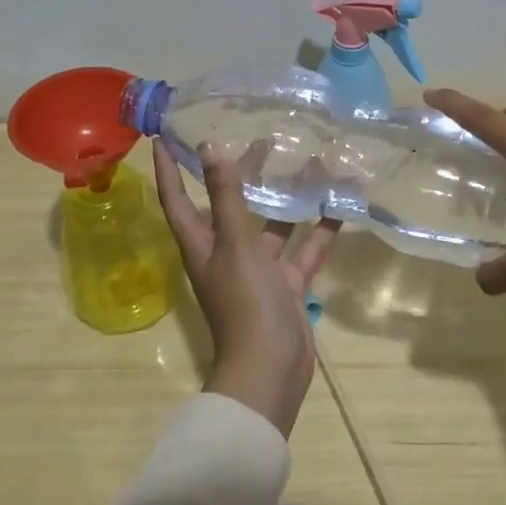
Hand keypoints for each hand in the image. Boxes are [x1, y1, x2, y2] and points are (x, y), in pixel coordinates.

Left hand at [152, 140, 340, 437]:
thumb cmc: (244, 302)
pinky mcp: (286, 284)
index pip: (176, 198)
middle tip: (259, 139)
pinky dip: (320, 231)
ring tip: (306, 163)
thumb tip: (210, 147)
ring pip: (272, 226)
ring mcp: (258, 270)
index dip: (170, 169)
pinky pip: (304, 250)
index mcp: (202, 243)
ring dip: (286, 199)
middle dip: (240, 174)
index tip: (165, 136)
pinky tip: (339, 205)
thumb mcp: (234, 243)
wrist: (271, 368)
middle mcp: (226, 253)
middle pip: (229, 205)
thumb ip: (226, 196)